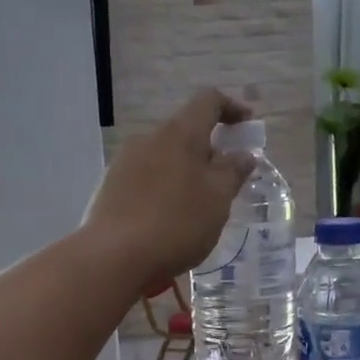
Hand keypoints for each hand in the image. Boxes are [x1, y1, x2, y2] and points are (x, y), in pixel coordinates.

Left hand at [82, 90, 254, 290]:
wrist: (114, 257)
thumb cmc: (176, 223)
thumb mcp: (217, 199)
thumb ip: (233, 172)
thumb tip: (243, 154)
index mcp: (178, 134)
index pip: (207, 102)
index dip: (231, 108)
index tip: (248, 126)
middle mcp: (148, 140)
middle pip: (184, 131)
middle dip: (209, 148)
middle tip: (226, 178)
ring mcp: (125, 163)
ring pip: (164, 156)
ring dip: (185, 170)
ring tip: (199, 203)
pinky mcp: (111, 188)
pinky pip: (146, 178)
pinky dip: (165, 187)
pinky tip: (169, 216)